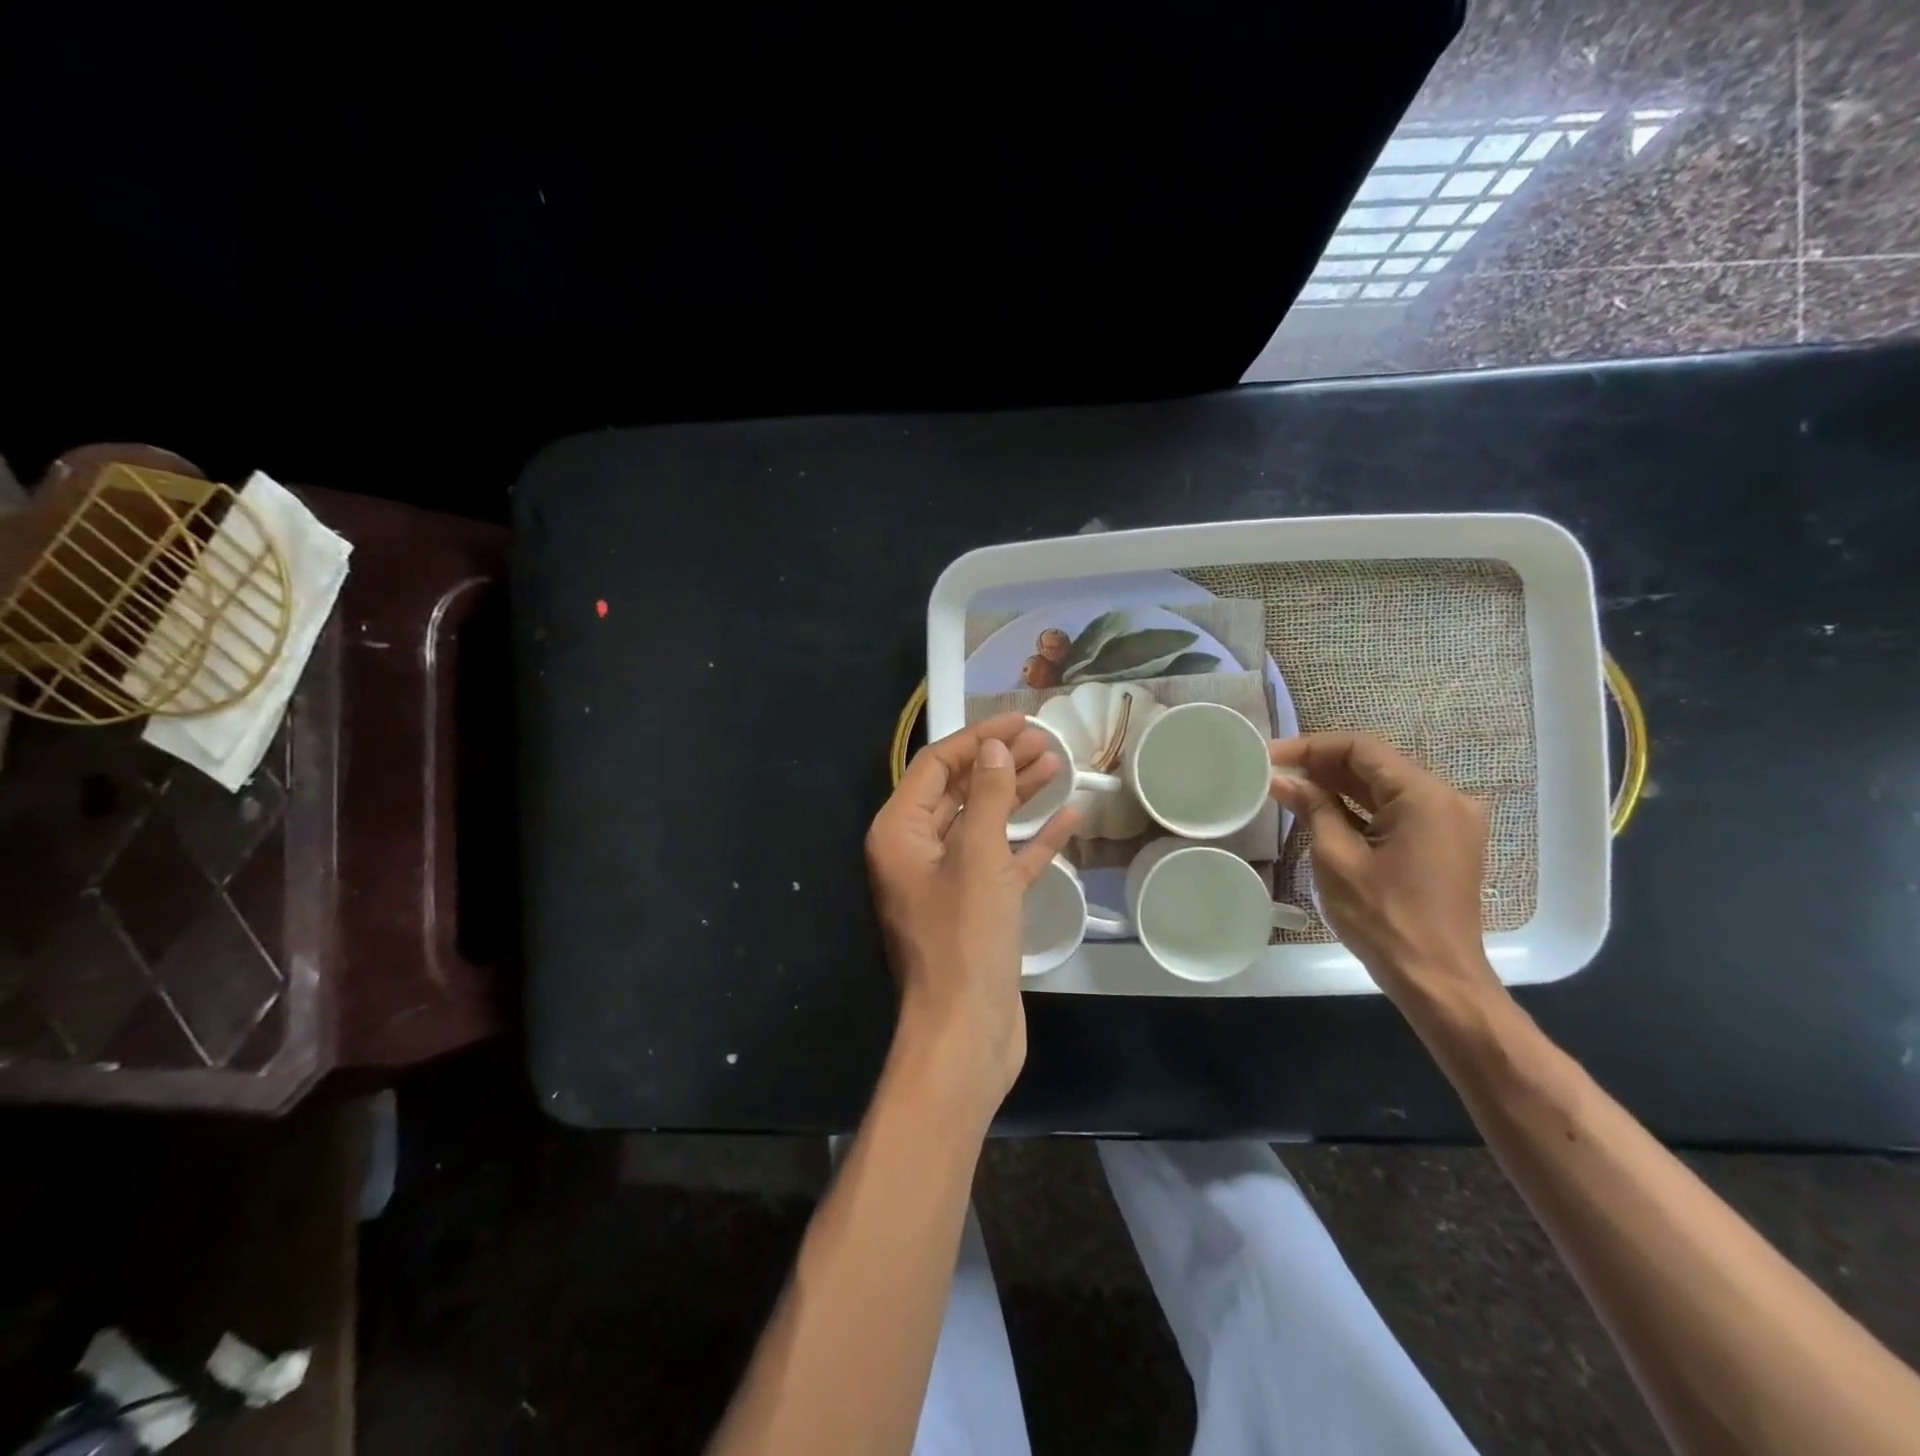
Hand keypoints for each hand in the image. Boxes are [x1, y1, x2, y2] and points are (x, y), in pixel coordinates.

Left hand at [865, 713, 1080, 1112]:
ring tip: (1059, 764)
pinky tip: (1069, 817)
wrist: (966, 1034)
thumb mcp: (978, 857)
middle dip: (1000, 763)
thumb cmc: (965, 939)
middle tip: (1046, 740)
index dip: (977, 738)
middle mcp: (916, 851)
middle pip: (960, 790)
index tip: (1020, 720)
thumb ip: (988, 796)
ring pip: (984, 823)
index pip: (936, 766)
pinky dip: (1031, 840)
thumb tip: (992, 746)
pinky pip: (1003, 861)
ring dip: (1018, 795)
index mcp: (900, 833)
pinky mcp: (977, 907)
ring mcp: (947, 881)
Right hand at [1268, 733, 1500, 1012]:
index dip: (1311, 746)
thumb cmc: (1384, 918)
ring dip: (1339, 786)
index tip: (1271, 755)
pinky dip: (1360, 808)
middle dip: (1323, 765)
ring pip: (1385, 787)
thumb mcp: (1337, 858)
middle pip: (1376, 764)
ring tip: (1290, 788)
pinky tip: (1323, 811)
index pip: (1362, 748)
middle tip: (1275, 771)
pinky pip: (1397, 810)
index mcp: (1425, 796)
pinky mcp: (1444, 842)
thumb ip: (1312, 808)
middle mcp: (1447, 799)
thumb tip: (1282, 779)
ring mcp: (1450, 821)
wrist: (1437, 980)